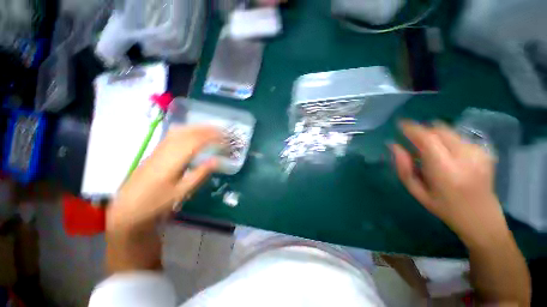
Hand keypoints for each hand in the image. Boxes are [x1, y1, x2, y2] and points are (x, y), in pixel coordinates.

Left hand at [107, 125, 221, 232]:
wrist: (128, 207)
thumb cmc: (156, 202)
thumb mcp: (182, 191)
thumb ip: (200, 173)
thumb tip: (216, 160)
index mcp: (174, 159)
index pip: (198, 141)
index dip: (215, 138)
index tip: (227, 141)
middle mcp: (167, 149)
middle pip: (191, 132)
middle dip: (210, 130)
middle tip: (224, 133)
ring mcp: (160, 147)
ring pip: (182, 130)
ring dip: (200, 127)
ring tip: (213, 130)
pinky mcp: (157, 149)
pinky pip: (175, 133)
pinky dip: (189, 129)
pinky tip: (194, 132)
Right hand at [391, 121, 507, 244]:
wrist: (481, 217)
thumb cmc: (444, 207)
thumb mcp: (416, 191)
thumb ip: (403, 168)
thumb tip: (394, 145)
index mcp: (445, 170)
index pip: (427, 139)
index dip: (412, 128)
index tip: (400, 124)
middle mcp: (464, 157)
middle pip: (439, 130)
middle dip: (422, 130)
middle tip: (412, 139)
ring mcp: (478, 152)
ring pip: (448, 131)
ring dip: (433, 134)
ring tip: (428, 148)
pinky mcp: (484, 150)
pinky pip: (458, 136)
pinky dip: (446, 139)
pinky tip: (445, 152)